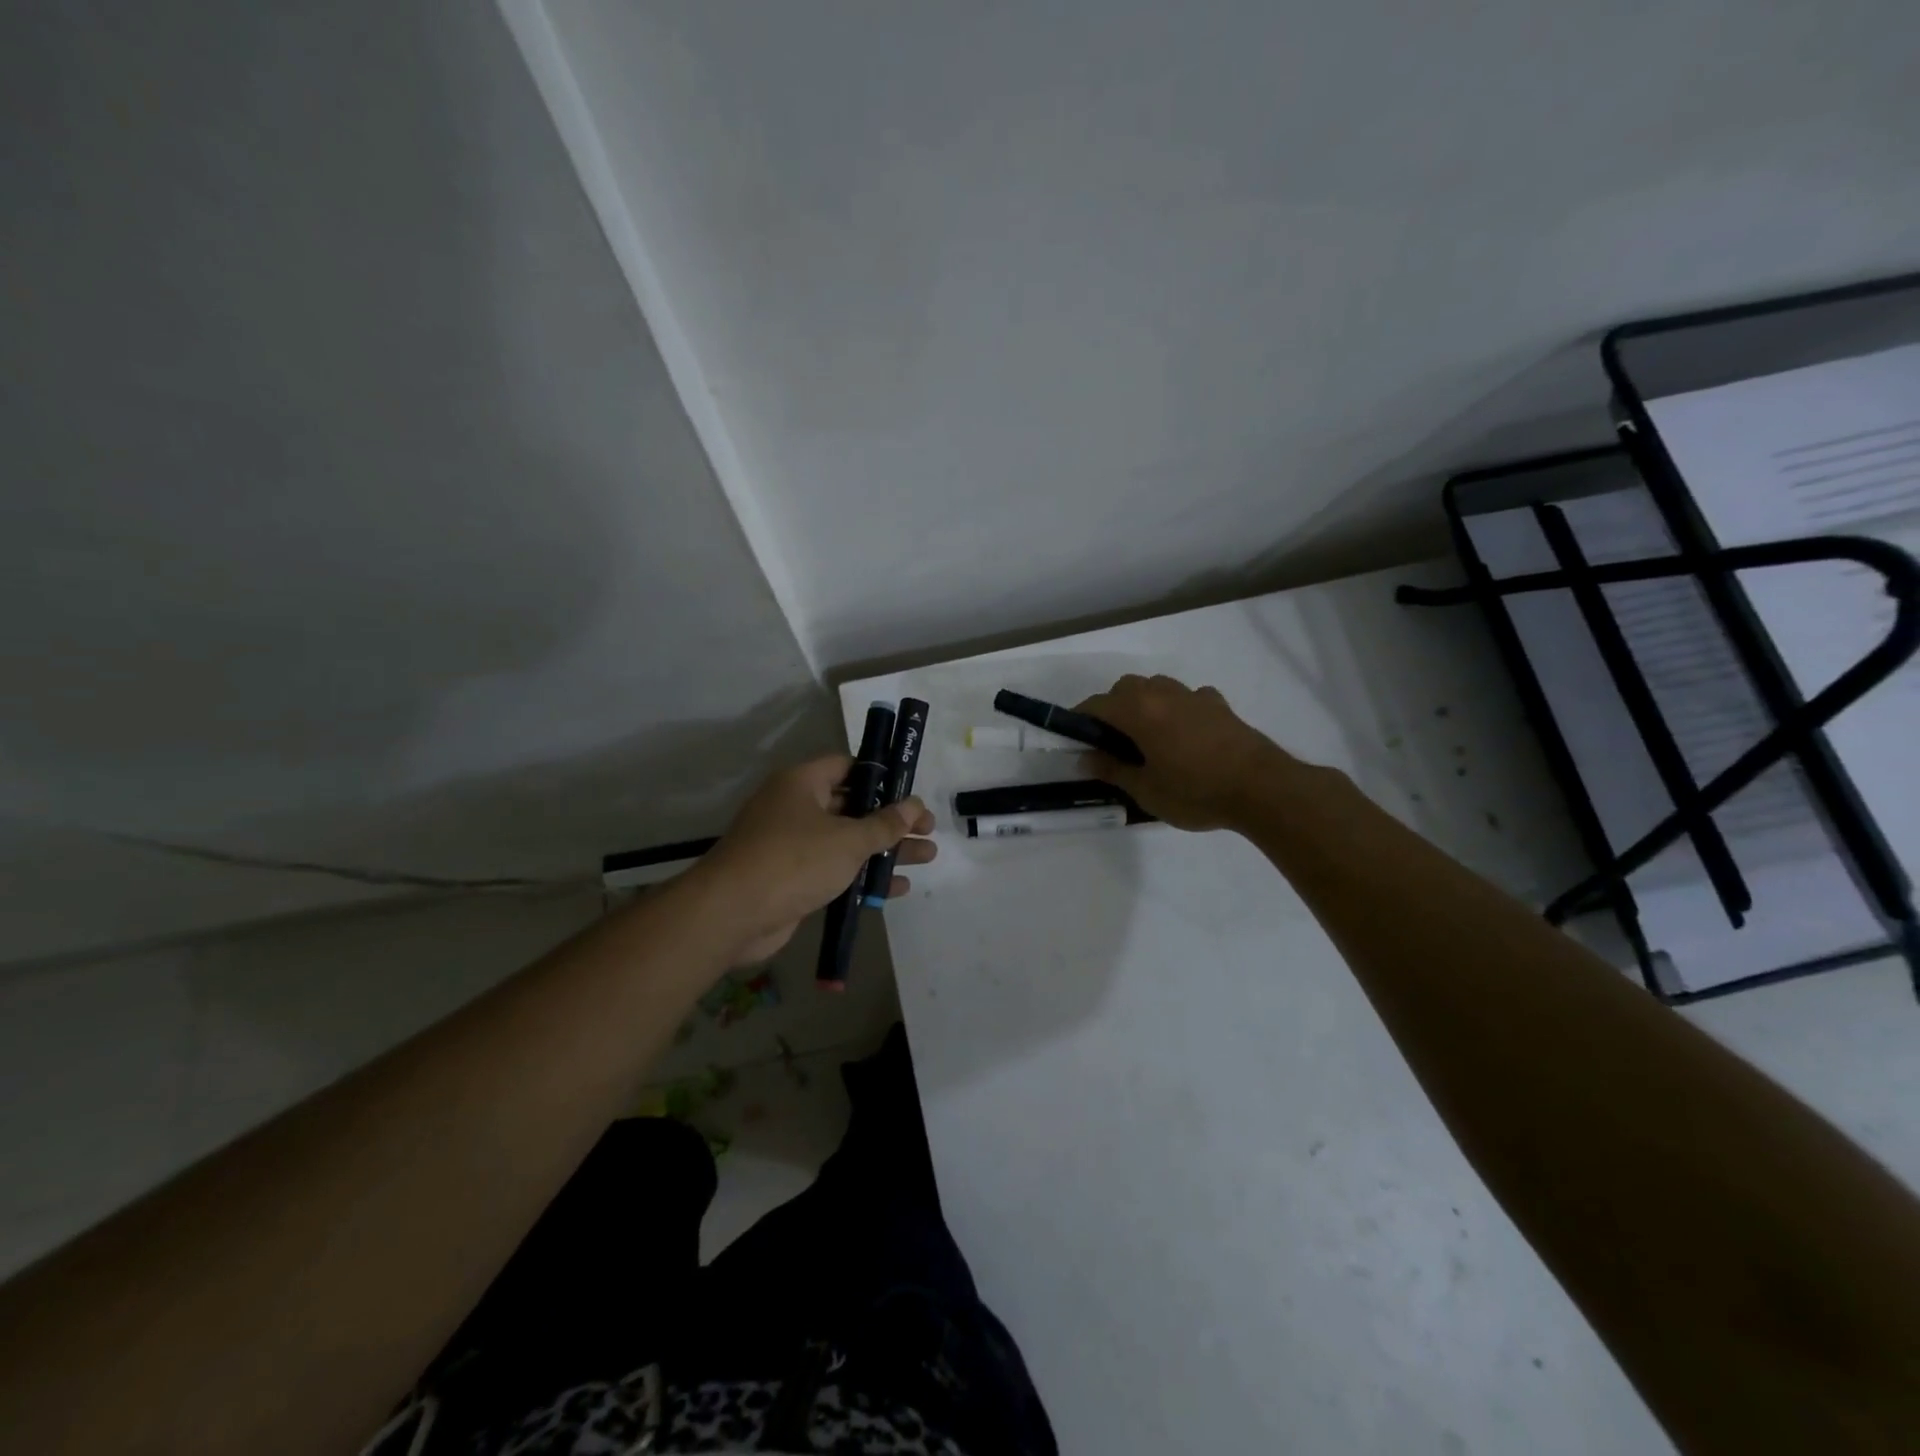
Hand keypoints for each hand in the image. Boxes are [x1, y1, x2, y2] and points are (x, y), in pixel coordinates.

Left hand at [682, 755, 936, 963]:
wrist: (732, 914)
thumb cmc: (794, 860)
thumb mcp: (848, 839)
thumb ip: (885, 824)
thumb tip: (914, 806)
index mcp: (802, 783)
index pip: (847, 767)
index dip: (881, 776)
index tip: (911, 790)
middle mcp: (795, 808)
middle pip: (852, 806)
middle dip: (891, 819)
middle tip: (928, 829)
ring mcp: (792, 845)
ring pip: (846, 841)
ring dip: (884, 850)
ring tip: (927, 857)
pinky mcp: (792, 879)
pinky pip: (835, 870)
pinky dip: (863, 876)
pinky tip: (897, 888)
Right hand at [1075, 674, 1294, 831]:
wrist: (1261, 788)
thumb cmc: (1195, 791)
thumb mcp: (1145, 790)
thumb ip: (1112, 769)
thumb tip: (1086, 757)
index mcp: (1138, 711)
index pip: (1096, 704)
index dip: (1080, 720)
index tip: (1077, 740)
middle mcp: (1163, 694)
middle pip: (1126, 688)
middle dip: (1113, 708)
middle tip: (1113, 743)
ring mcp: (1194, 696)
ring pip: (1157, 687)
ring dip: (1145, 703)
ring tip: (1149, 736)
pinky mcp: (1219, 705)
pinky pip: (1188, 697)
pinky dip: (1178, 708)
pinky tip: (1186, 734)